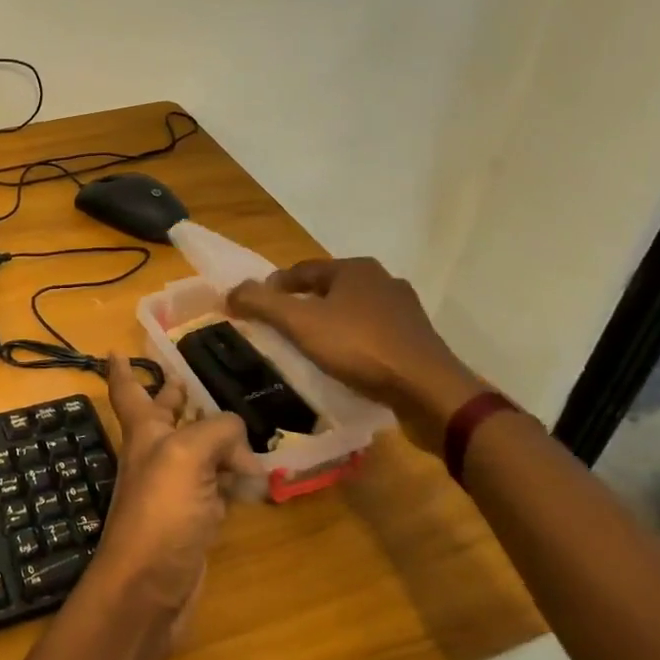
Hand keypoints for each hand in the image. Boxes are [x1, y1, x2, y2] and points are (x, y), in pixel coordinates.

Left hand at [86, 356, 259, 640]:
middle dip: (173, 397)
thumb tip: (242, 449)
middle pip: (166, 417)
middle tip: (186, 377)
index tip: (113, 348)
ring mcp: (175, 490)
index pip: (128, 390)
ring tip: (240, 424)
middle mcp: (156, 456)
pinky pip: (216, 488)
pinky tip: (253, 475)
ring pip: (197, 453)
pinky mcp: (194, 521)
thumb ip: (218, 432)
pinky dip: (233, 478)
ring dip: (214, 438)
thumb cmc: (160, 512)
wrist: (148, 588)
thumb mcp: (187, 455)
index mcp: (144, 432)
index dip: (121, 370)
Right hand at [227, 258, 485, 454]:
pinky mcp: (416, 340)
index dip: (274, 287)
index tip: (255, 308)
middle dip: (302, 305)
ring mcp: (404, 310)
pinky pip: (373, 334)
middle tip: (280, 329)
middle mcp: (382, 280)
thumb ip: (262, 304)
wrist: (428, 390)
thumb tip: (230, 291)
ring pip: (352, 311)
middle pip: (328, 289)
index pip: (301, 270)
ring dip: (329, 324)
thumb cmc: (359, 347)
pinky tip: (345, 363)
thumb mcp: (300, 323)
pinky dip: (353, 343)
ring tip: (309, 348)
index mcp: (354, 268)